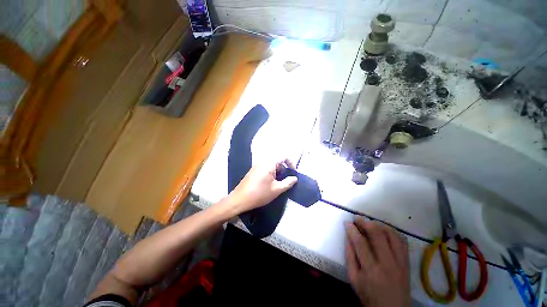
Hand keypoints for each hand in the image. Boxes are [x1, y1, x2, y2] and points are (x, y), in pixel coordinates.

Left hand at [227, 158, 297, 214]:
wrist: (240, 199)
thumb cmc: (259, 194)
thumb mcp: (276, 189)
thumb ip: (288, 183)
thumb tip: (295, 178)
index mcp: (269, 163)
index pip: (284, 156)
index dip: (291, 163)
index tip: (293, 172)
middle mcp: (263, 161)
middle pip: (278, 160)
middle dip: (284, 168)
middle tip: (287, 179)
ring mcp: (257, 165)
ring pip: (272, 164)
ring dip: (278, 171)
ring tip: (279, 182)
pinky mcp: (254, 170)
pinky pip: (266, 167)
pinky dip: (272, 172)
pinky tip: (271, 183)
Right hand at [345, 218, 409, 306]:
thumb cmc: (369, 295)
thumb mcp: (354, 279)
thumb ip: (349, 256)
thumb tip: (348, 236)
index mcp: (371, 270)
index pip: (360, 243)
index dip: (352, 229)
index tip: (348, 222)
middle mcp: (387, 263)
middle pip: (377, 235)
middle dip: (365, 222)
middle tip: (358, 218)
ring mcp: (400, 262)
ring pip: (391, 235)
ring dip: (379, 224)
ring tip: (370, 222)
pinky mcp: (407, 262)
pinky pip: (402, 241)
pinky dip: (393, 231)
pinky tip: (384, 229)